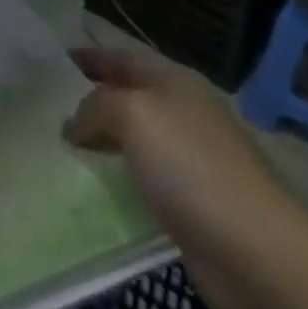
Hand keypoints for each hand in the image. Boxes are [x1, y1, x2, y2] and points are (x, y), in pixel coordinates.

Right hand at [63, 45, 298, 308]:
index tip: (56, 60)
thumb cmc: (191, 166)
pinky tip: (97, 187)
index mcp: (175, 81)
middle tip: (51, 107)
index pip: (123, 58)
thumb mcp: (132, 115)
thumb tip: (75, 124)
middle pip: (130, 96)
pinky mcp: (194, 204)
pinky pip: (145, 179)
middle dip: (94, 98)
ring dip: (104, 140)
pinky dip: (120, 177)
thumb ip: (96, 106)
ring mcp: (193, 159)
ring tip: (64, 147)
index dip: (91, 56)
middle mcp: (185, 112)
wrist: (256, 252)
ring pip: (136, 138)